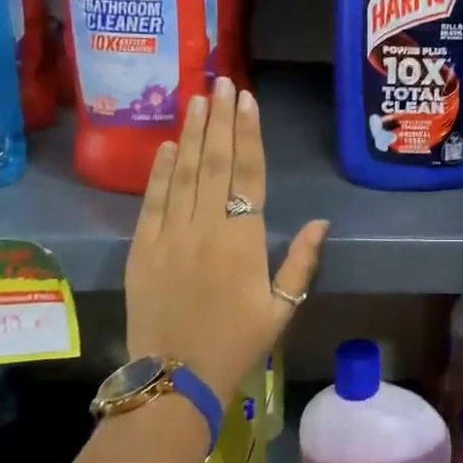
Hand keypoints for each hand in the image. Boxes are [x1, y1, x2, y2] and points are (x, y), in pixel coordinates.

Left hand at [124, 76, 329, 405]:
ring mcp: (168, 236)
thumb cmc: (236, 343)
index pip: (248, 174)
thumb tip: (321, 221)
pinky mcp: (141, 249)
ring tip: (197, 99)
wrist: (173, 380)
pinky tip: (165, 146)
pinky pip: (151, 201)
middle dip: (219, 120)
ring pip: (182, 173)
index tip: (247, 100)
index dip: (248, 133)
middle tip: (222, 83)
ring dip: (190, 134)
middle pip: (214, 163)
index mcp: (243, 240)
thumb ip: (301, 261)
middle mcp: (205, 228)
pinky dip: (158, 171)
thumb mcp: (282, 308)